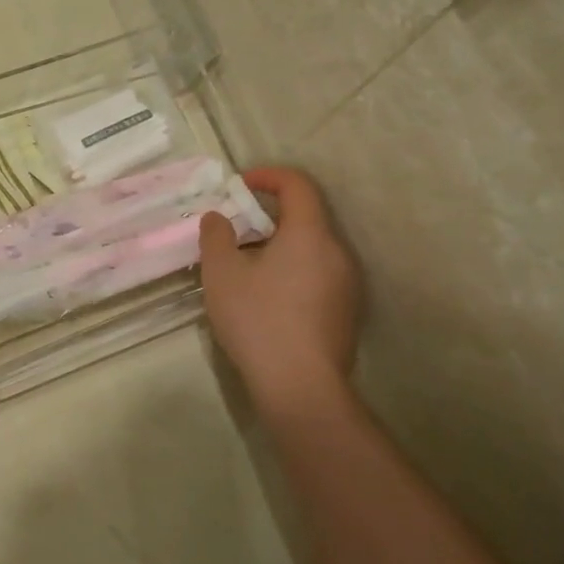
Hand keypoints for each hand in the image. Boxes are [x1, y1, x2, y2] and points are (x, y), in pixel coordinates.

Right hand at [199, 168, 361, 422]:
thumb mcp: (221, 274)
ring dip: (280, 246)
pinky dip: (292, 271)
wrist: (301, 387)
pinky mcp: (346, 312)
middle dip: (268, 217)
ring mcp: (347, 284)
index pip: (298, 185)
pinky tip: (268, 299)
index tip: (239, 186)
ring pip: (311, 249)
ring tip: (246, 269)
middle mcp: (337, 252)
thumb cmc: (259, 320)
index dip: (268, 176)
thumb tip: (219, 218)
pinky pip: (318, 274)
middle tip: (235, 233)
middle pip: (306, 217)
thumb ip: (216, 236)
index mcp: (309, 234)